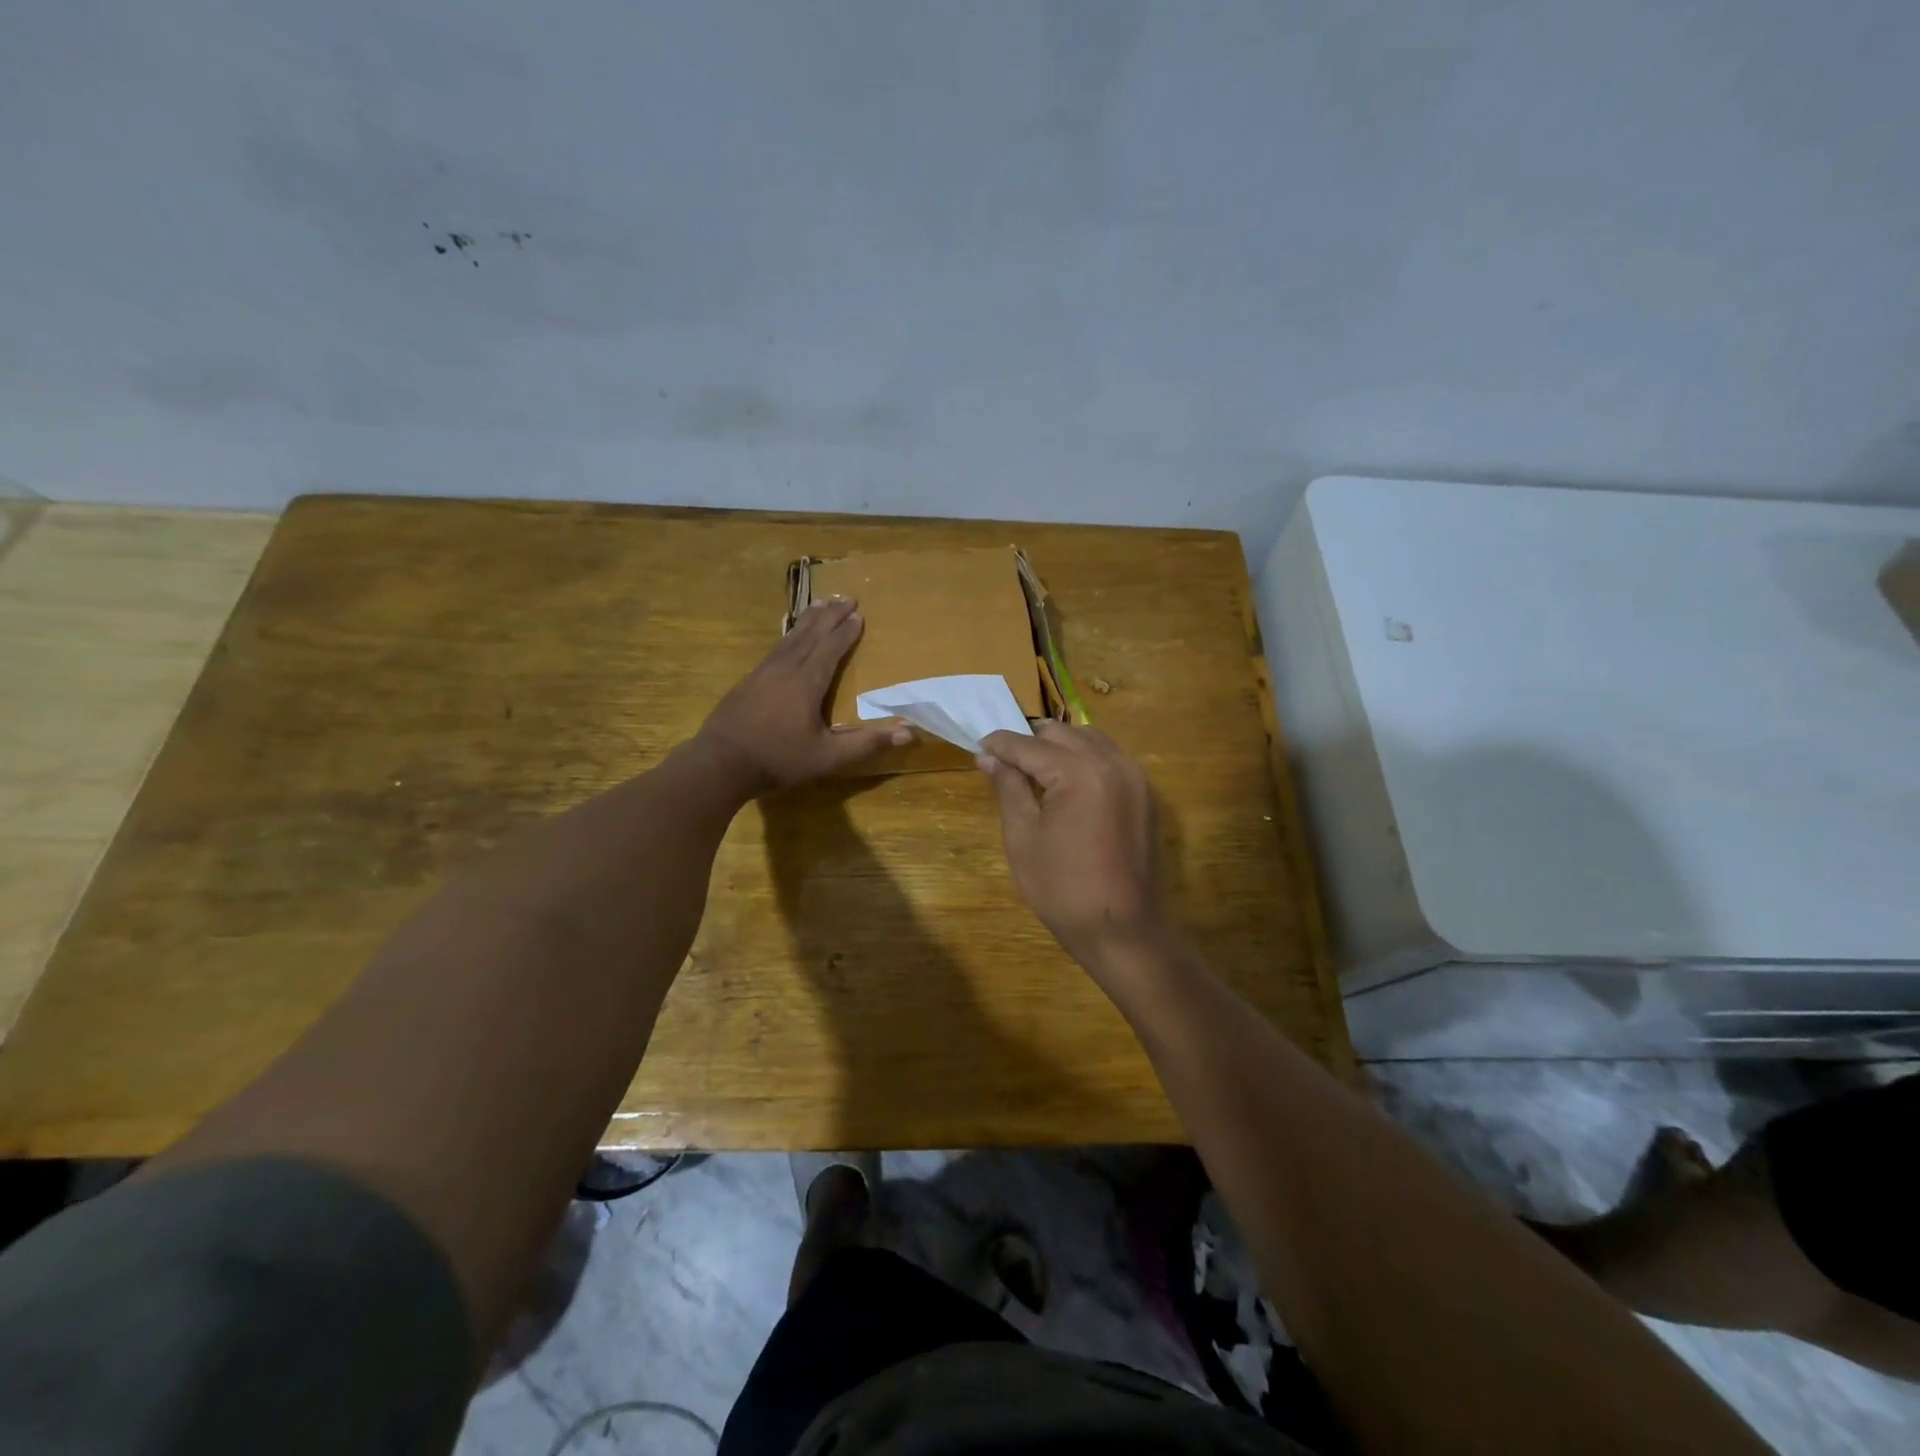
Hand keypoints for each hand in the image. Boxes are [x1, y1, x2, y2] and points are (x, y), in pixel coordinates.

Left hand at [696, 598, 910, 795]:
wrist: (719, 764)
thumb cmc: (778, 760)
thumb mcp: (828, 758)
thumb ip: (867, 743)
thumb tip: (910, 732)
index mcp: (807, 682)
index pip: (831, 648)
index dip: (846, 632)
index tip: (860, 614)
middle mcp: (786, 668)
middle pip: (811, 634)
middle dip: (829, 615)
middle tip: (846, 596)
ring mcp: (763, 672)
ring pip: (791, 636)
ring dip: (808, 618)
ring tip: (820, 602)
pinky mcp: (748, 680)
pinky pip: (776, 647)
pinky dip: (789, 633)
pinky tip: (789, 635)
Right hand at [976, 722, 1164, 972]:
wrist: (1121, 927)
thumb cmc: (1061, 887)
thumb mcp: (1023, 835)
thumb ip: (1008, 787)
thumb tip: (987, 757)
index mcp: (1078, 771)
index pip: (1028, 745)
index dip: (999, 745)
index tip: (979, 748)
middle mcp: (1111, 762)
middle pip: (1061, 733)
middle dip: (1030, 742)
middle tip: (1005, 763)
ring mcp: (1133, 776)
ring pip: (1089, 739)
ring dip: (1060, 746)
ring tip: (1036, 770)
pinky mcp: (1144, 793)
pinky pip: (1110, 758)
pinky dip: (1086, 759)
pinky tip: (1068, 782)